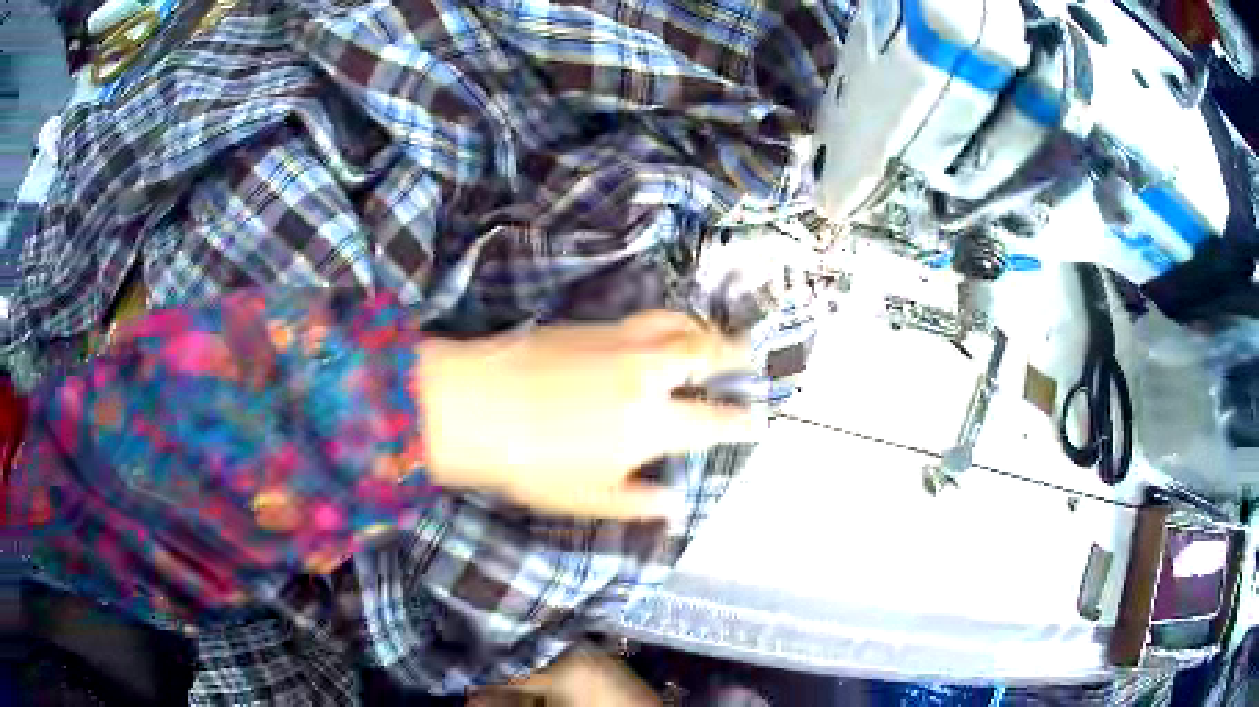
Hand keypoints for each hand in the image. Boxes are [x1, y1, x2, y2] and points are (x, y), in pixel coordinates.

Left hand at [418, 312, 761, 520]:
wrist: (473, 404)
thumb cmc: (529, 463)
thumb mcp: (586, 498)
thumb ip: (637, 502)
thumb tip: (674, 504)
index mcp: (650, 424)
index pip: (711, 423)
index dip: (739, 422)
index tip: (756, 419)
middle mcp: (646, 375)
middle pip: (705, 355)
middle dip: (734, 355)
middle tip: (749, 355)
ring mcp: (620, 342)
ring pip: (677, 326)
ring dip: (703, 329)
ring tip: (712, 334)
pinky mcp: (592, 326)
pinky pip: (644, 317)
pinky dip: (668, 321)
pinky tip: (661, 329)